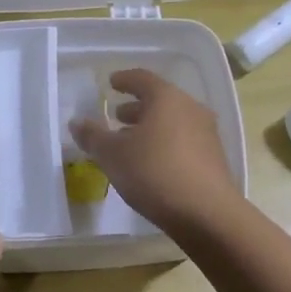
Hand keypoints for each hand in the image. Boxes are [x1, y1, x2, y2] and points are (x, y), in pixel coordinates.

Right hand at [69, 69, 241, 233]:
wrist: (206, 213)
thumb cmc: (153, 172)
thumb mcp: (112, 155)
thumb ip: (93, 136)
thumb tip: (77, 122)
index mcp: (166, 98)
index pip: (142, 79)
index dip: (124, 80)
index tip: (111, 83)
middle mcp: (190, 109)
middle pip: (160, 100)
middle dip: (136, 107)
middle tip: (117, 116)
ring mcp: (206, 134)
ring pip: (173, 122)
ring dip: (150, 127)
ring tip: (130, 142)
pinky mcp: (213, 158)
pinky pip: (183, 141)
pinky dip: (164, 144)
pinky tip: (151, 163)